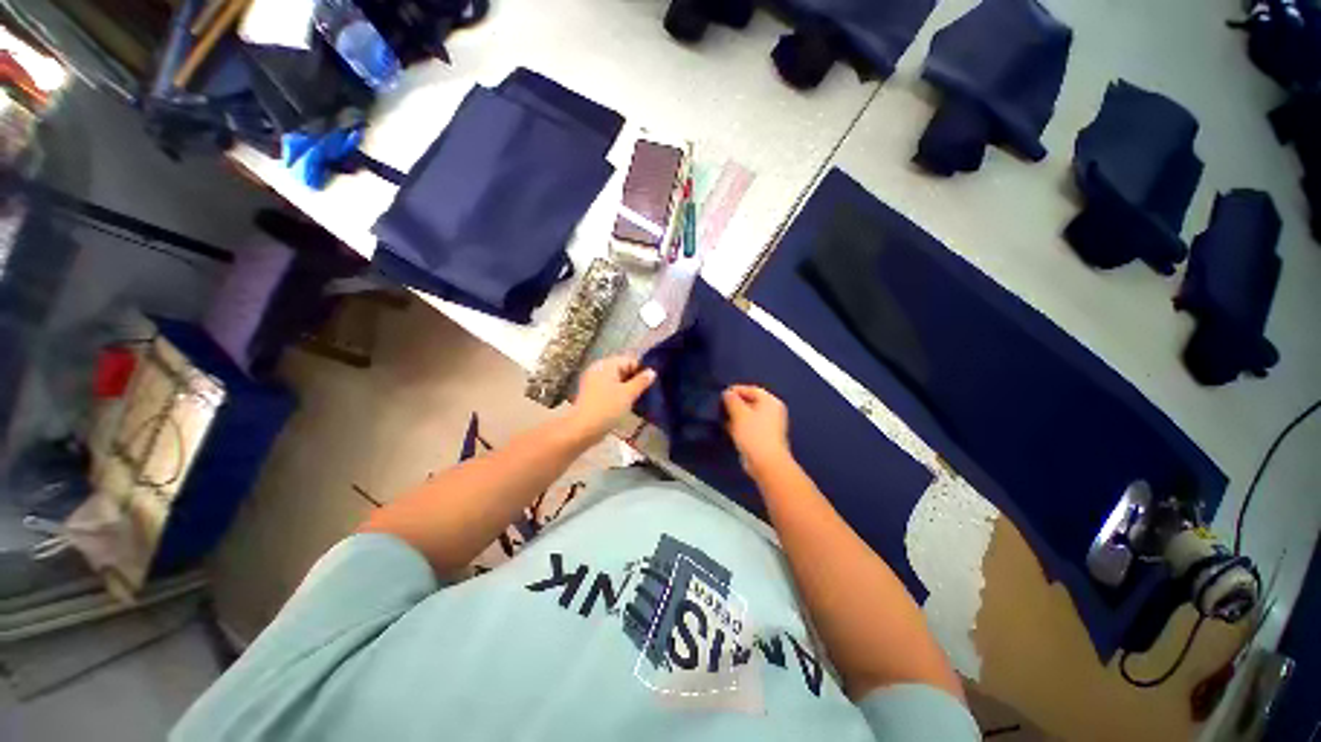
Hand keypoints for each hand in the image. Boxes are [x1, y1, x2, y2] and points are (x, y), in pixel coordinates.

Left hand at [568, 356, 656, 441]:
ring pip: (616, 380)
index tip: (652, 384)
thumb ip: (641, 381)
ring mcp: (593, 382)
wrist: (583, 428)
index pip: (630, 361)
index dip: (642, 370)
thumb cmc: (607, 408)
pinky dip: (618, 394)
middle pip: (622, 370)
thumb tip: (652, 372)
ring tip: (638, 400)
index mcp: (606, 365)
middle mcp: (598, 369)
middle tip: (647, 392)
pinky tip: (626, 405)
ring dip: (627, 388)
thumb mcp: (628, 394)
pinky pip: (609, 389)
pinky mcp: (591, 394)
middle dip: (635, 380)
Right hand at [722, 385, 791, 477]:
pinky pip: (750, 426)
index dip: (737, 390)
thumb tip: (727, 393)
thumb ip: (732, 400)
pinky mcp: (763, 437)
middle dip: (735, 403)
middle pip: (751, 401)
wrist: (766, 462)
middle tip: (721, 405)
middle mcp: (772, 411)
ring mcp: (769, 425)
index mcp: (770, 402)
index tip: (722, 393)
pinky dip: (739, 425)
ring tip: (722, 416)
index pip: (752, 389)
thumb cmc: (754, 433)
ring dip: (736, 415)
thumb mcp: (739, 413)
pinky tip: (728, 428)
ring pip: (749, 415)